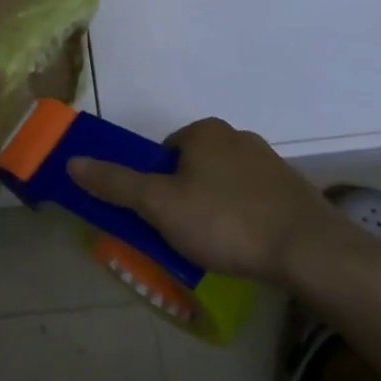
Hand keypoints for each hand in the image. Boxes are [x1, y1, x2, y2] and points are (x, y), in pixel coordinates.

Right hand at [67, 118, 344, 281]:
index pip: (164, 153)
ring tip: (214, 247)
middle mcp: (238, 137)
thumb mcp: (160, 205)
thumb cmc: (225, 221)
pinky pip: (252, 200)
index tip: (159, 217)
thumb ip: (116, 183)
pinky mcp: (291, 190)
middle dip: (184, 198)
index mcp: (205, 132)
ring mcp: (269, 162)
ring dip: (213, 210)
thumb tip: (73, 162)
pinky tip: (244, 246)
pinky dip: (242, 218)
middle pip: (193, 168)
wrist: (307, 249)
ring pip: (223, 185)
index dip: (155, 185)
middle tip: (182, 235)